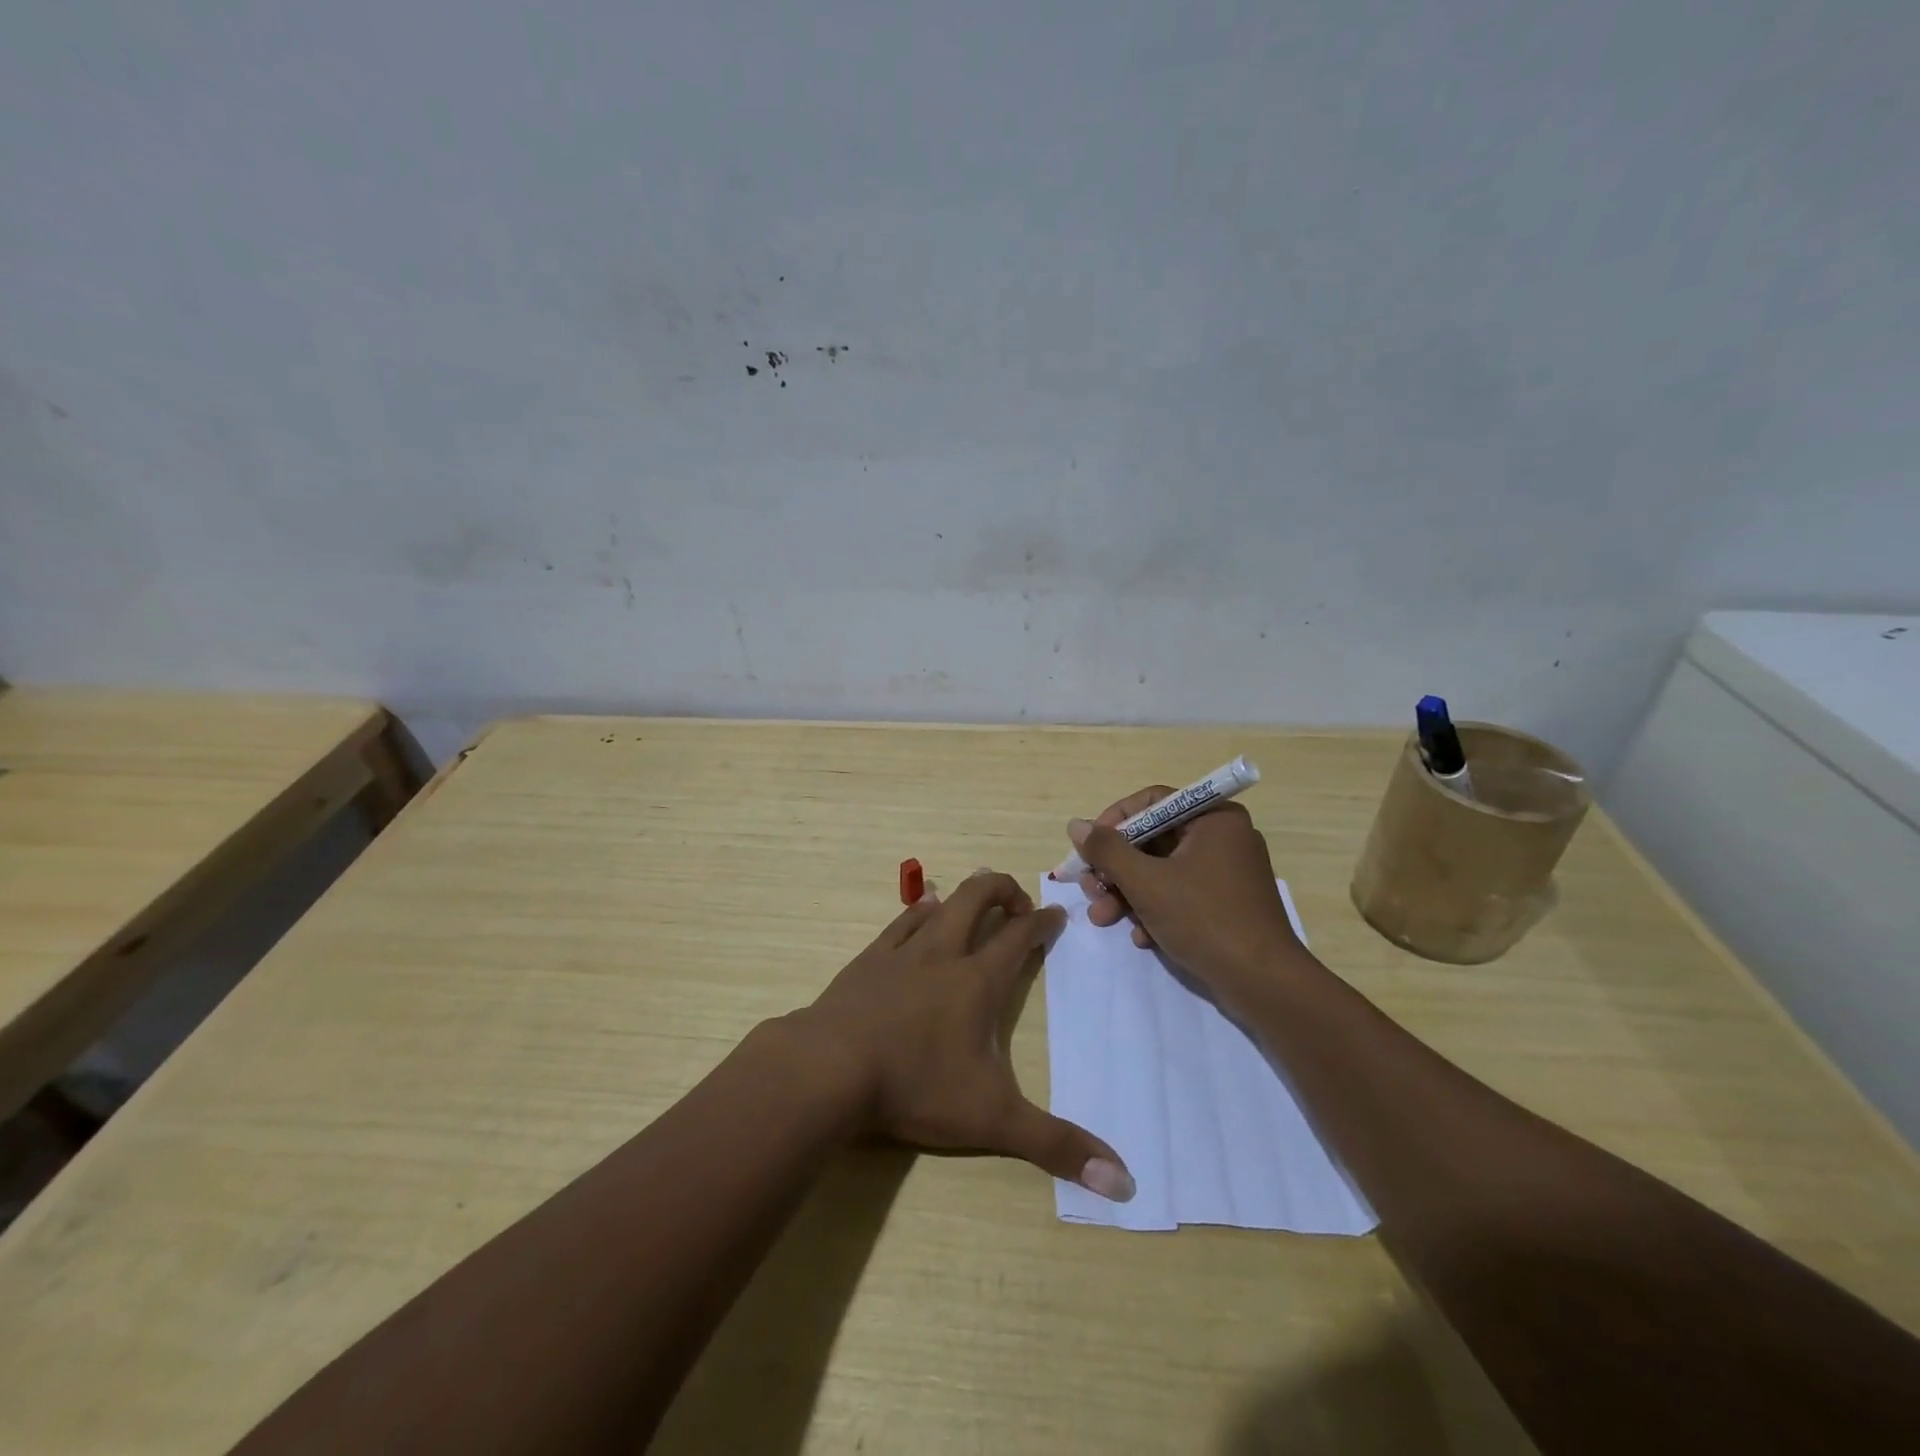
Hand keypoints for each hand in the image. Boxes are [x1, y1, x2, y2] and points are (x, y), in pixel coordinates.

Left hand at [795, 870, 1134, 1201]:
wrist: (830, 1069)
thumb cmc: (916, 1086)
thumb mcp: (992, 1120)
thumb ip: (1055, 1145)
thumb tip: (1124, 1183)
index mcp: (978, 981)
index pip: (1020, 937)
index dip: (1042, 922)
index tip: (1057, 915)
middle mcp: (944, 953)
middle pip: (978, 897)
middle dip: (1003, 889)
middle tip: (1018, 904)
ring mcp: (902, 951)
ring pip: (940, 903)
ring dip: (962, 898)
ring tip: (973, 905)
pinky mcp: (868, 959)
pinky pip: (900, 922)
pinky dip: (919, 911)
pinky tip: (921, 912)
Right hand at [1070, 789, 1305, 997]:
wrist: (1264, 984)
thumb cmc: (1204, 919)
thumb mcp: (1146, 882)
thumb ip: (1107, 850)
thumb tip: (1076, 825)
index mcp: (1213, 818)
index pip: (1152, 802)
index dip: (1114, 821)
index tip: (1090, 847)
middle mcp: (1223, 837)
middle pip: (1153, 839)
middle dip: (1116, 868)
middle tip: (1091, 889)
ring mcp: (1226, 872)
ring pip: (1162, 870)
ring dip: (1128, 893)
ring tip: (1103, 918)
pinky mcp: (1226, 904)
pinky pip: (1180, 894)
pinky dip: (1155, 910)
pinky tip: (1142, 937)